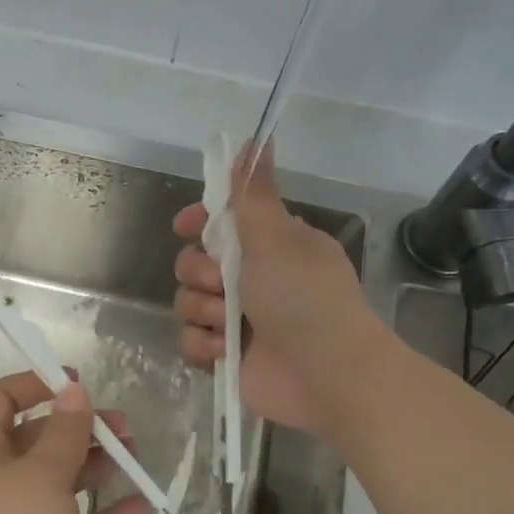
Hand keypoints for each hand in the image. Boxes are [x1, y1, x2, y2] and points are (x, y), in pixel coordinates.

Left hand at [0, 372, 151, 513]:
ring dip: (98, 466)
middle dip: (80, 427)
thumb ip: (64, 433)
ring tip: (137, 454)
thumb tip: (72, 391)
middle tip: (123, 425)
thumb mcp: (39, 476)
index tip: (76, 383)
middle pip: (40, 439)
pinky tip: (144, 505)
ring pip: (63, 482)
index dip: (34, 385)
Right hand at [173, 146, 369, 434]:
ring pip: (187, 303)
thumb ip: (254, 193)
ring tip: (230, 327)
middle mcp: (253, 280)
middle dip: (201, 274)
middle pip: (194, 263)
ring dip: (204, 312)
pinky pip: (190, 341)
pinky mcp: (227, 356)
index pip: (222, 223)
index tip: (185, 226)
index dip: (199, 223)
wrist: (328, 374)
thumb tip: (255, 138)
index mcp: (271, 246)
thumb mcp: (277, 237)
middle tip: (225, 285)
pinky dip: (203, 346)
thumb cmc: (305, 298)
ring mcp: (238, 320)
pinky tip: (223, 352)